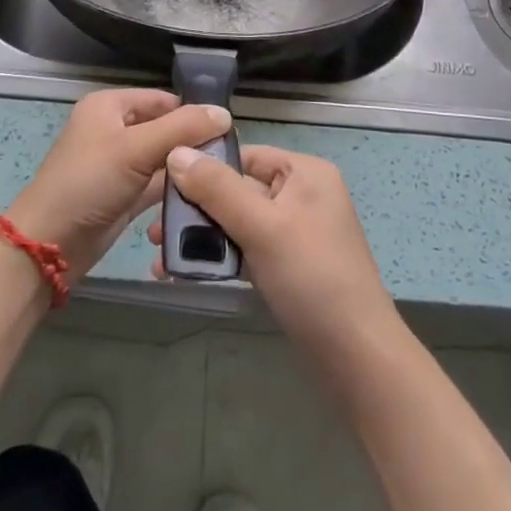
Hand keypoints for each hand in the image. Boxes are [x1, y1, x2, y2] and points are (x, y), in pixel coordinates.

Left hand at [8, 89, 230, 273]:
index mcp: (110, 106)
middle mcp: (115, 129)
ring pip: (164, 159)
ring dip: (188, 169)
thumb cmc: (88, 183)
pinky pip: (158, 185)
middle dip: (194, 143)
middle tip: (229, 160)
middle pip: (165, 128)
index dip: (193, 113)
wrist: (50, 244)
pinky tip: (205, 198)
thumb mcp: (136, 149)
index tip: (228, 133)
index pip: (163, 99)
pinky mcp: (125, 195)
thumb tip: (225, 113)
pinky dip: (177, 190)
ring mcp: (119, 164)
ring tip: (224, 180)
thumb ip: (182, 128)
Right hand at [149, 144, 394, 361]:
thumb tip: (175, 152)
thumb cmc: (312, 278)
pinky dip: (218, 259)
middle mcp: (301, 195)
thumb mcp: (261, 227)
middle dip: (195, 210)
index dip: (203, 167)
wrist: (356, 357)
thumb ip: (217, 188)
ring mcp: (296, 232)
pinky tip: (183, 273)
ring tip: (161, 257)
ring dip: (201, 238)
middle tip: (155, 232)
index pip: (244, 155)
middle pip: (237, 189)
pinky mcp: (288, 266)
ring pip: (237, 222)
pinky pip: (246, 250)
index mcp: (304, 173)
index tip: (161, 187)